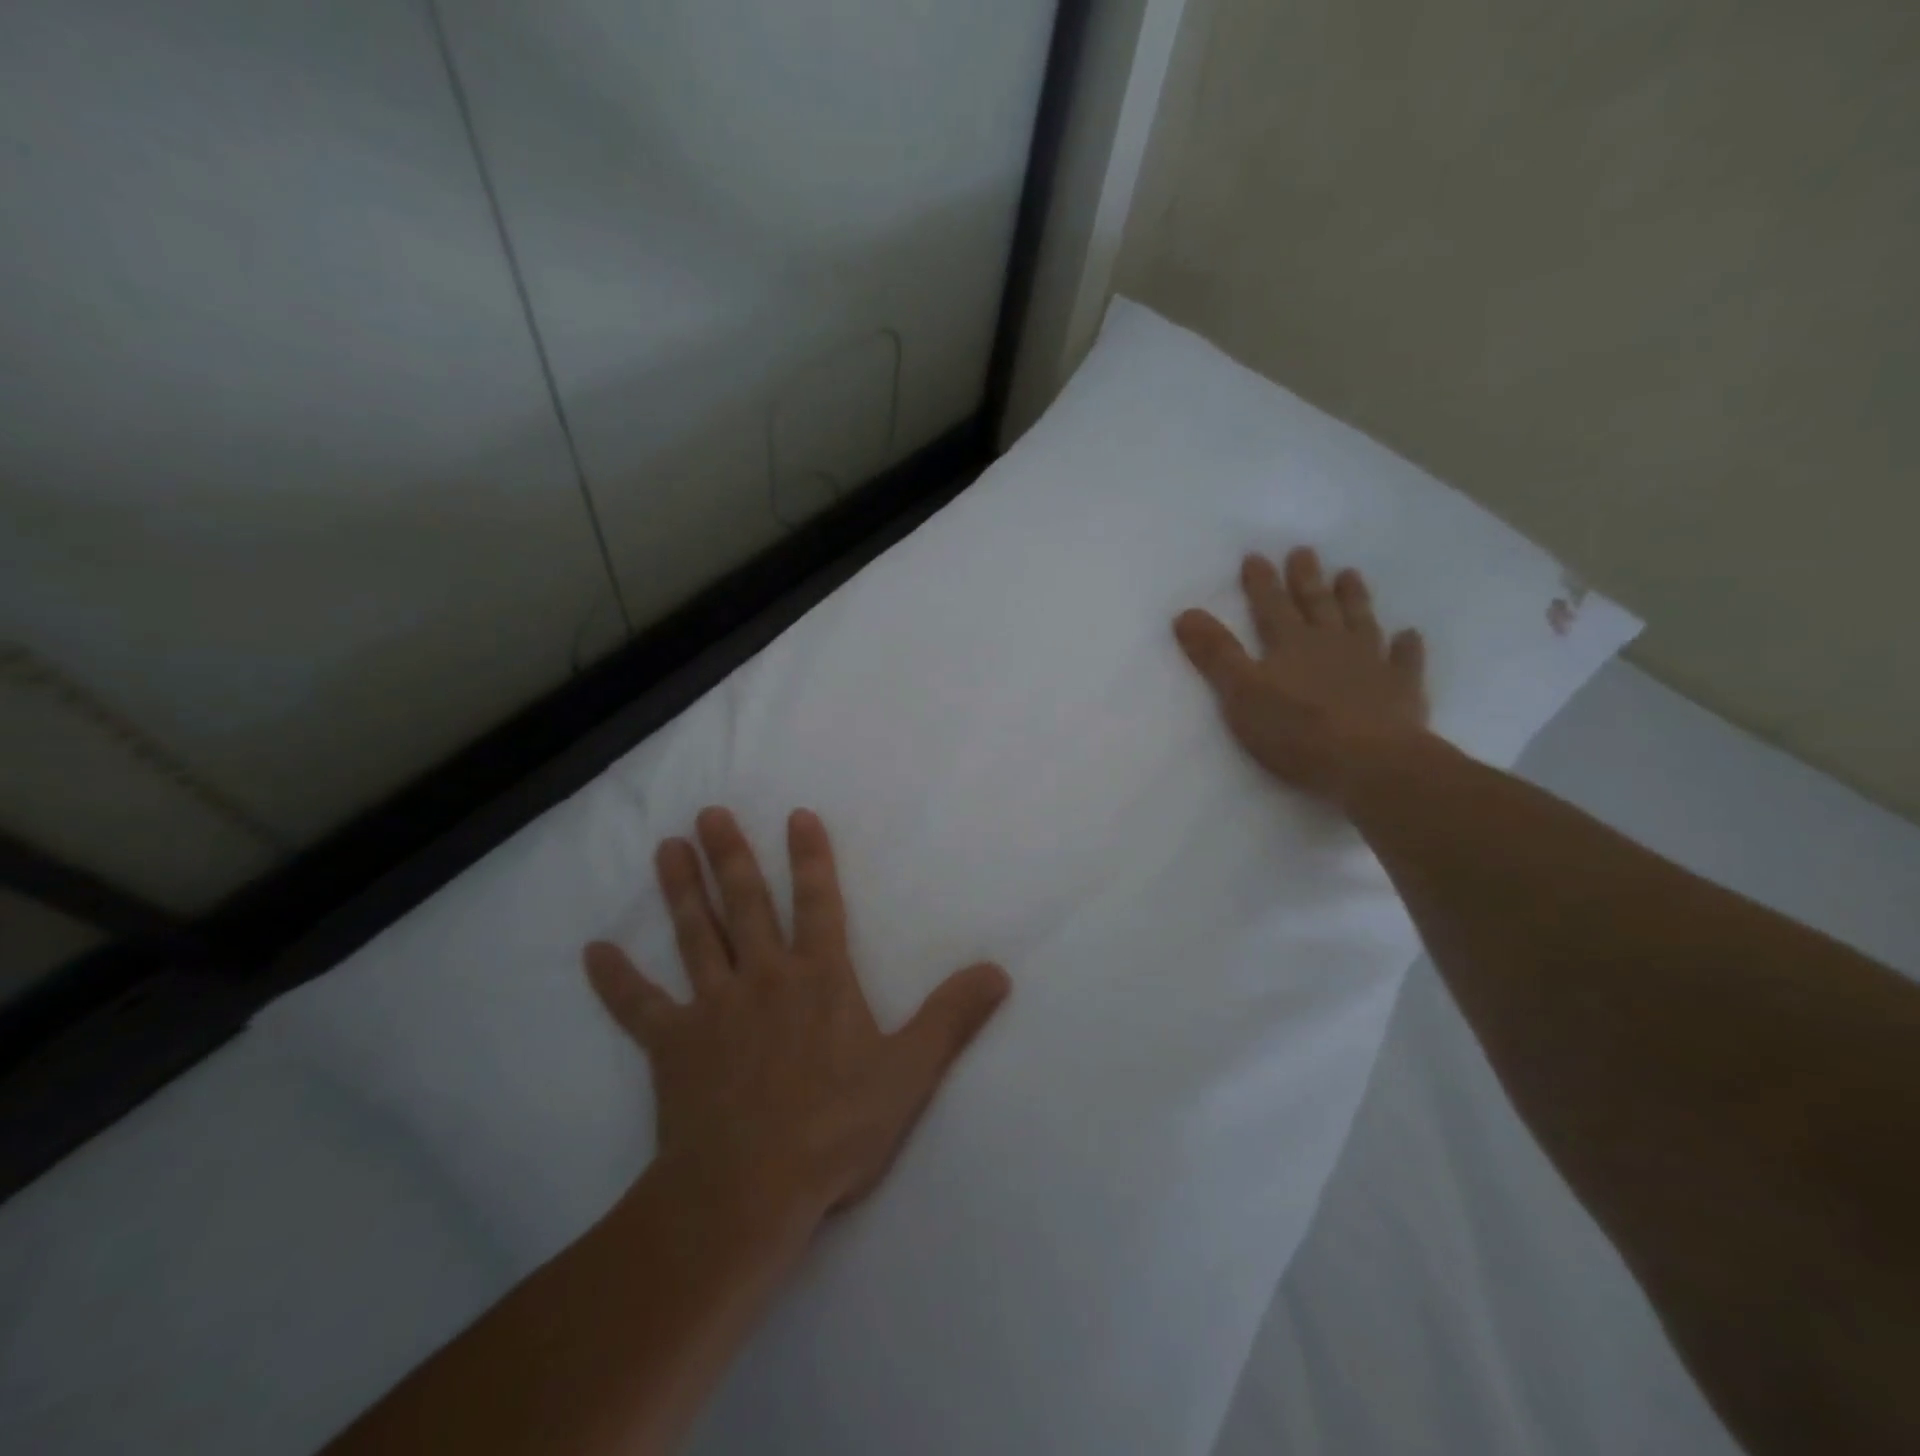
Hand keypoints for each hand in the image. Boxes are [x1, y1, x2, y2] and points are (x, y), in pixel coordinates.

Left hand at [583, 807, 1009, 1234]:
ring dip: (681, 890)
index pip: (818, 902)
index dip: (810, 858)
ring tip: (665, 848)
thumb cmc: (836, 1129)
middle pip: (745, 904)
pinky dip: (616, 980)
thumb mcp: (910, 1072)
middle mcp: (764, 978)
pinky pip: (638, 1007)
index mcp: (819, 979)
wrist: (748, 1192)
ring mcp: (713, 1009)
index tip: (796, 815)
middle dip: (730, 856)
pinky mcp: (672, 1047)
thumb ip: (952, 1017)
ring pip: (695, 936)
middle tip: (709, 814)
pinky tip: (592, 952)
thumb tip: (999, 971)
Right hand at [1174, 547, 1428, 802]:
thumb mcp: (1241, 693)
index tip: (1255, 556)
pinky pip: (1404, 660)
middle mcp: (1331, 644)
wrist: (1370, 762)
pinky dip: (1406, 646)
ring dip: (1353, 598)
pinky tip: (1408, 635)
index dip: (1261, 582)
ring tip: (1349, 574)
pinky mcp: (1401, 690)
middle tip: (1304, 551)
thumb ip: (1215, 654)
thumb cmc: (1296, 730)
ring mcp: (1370, 663)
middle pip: (1316, 605)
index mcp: (1290, 644)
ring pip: (1360, 621)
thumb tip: (1185, 613)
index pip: (1270, 606)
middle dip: (1306, 579)